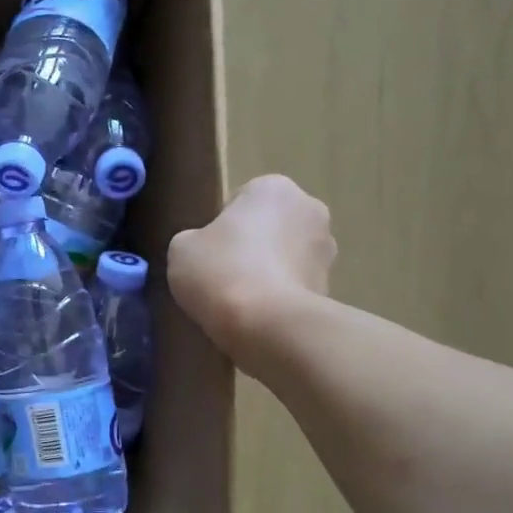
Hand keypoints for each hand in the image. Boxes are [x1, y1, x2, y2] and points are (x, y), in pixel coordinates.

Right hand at [168, 175, 335, 367]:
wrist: (267, 325)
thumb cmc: (221, 272)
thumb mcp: (181, 248)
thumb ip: (194, 239)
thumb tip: (206, 250)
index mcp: (273, 188)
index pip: (240, 202)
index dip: (219, 229)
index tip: (207, 255)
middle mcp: (310, 209)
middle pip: (269, 227)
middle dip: (251, 248)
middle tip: (221, 277)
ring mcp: (326, 251)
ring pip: (286, 258)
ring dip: (268, 273)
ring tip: (239, 304)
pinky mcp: (331, 288)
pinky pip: (296, 288)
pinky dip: (280, 299)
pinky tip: (258, 319)